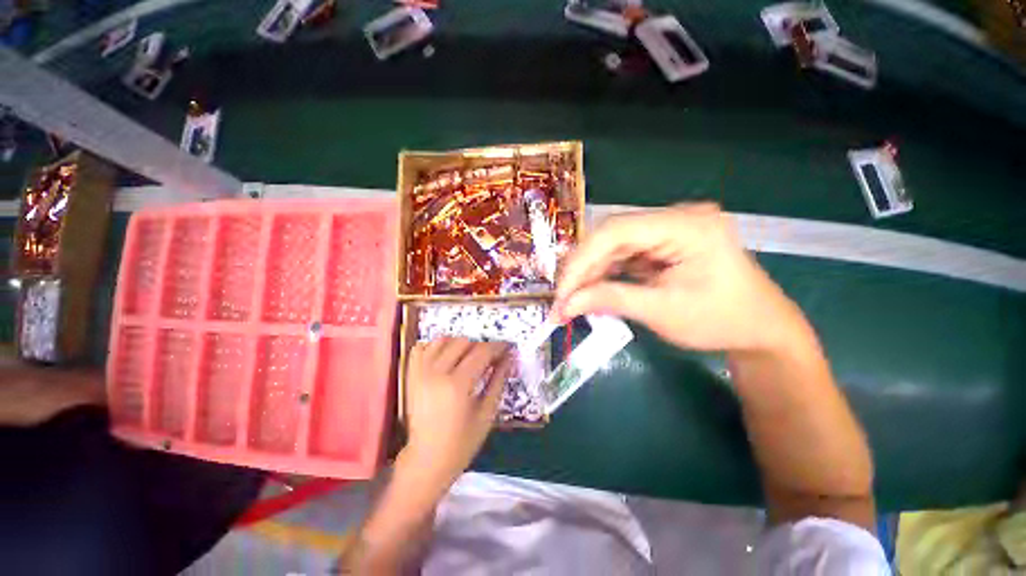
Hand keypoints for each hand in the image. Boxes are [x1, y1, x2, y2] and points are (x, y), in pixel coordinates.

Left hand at [403, 338, 511, 486]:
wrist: (427, 460)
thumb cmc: (462, 442)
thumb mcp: (487, 413)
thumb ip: (498, 380)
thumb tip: (510, 356)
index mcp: (457, 385)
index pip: (482, 352)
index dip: (497, 347)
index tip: (507, 347)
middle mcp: (436, 373)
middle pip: (463, 342)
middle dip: (480, 346)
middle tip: (489, 359)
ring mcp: (419, 372)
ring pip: (443, 340)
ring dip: (459, 344)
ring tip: (468, 358)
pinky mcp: (410, 375)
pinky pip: (422, 347)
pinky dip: (436, 346)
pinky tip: (446, 358)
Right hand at [554, 203, 804, 352]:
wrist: (760, 328)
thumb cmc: (721, 321)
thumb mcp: (663, 313)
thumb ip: (611, 300)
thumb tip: (566, 304)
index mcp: (687, 226)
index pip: (617, 231)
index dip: (581, 261)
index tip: (562, 293)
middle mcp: (676, 217)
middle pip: (611, 235)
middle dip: (582, 269)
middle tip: (563, 299)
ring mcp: (669, 228)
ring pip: (613, 245)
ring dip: (590, 272)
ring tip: (573, 298)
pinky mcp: (663, 242)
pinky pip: (623, 253)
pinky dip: (605, 273)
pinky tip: (593, 290)